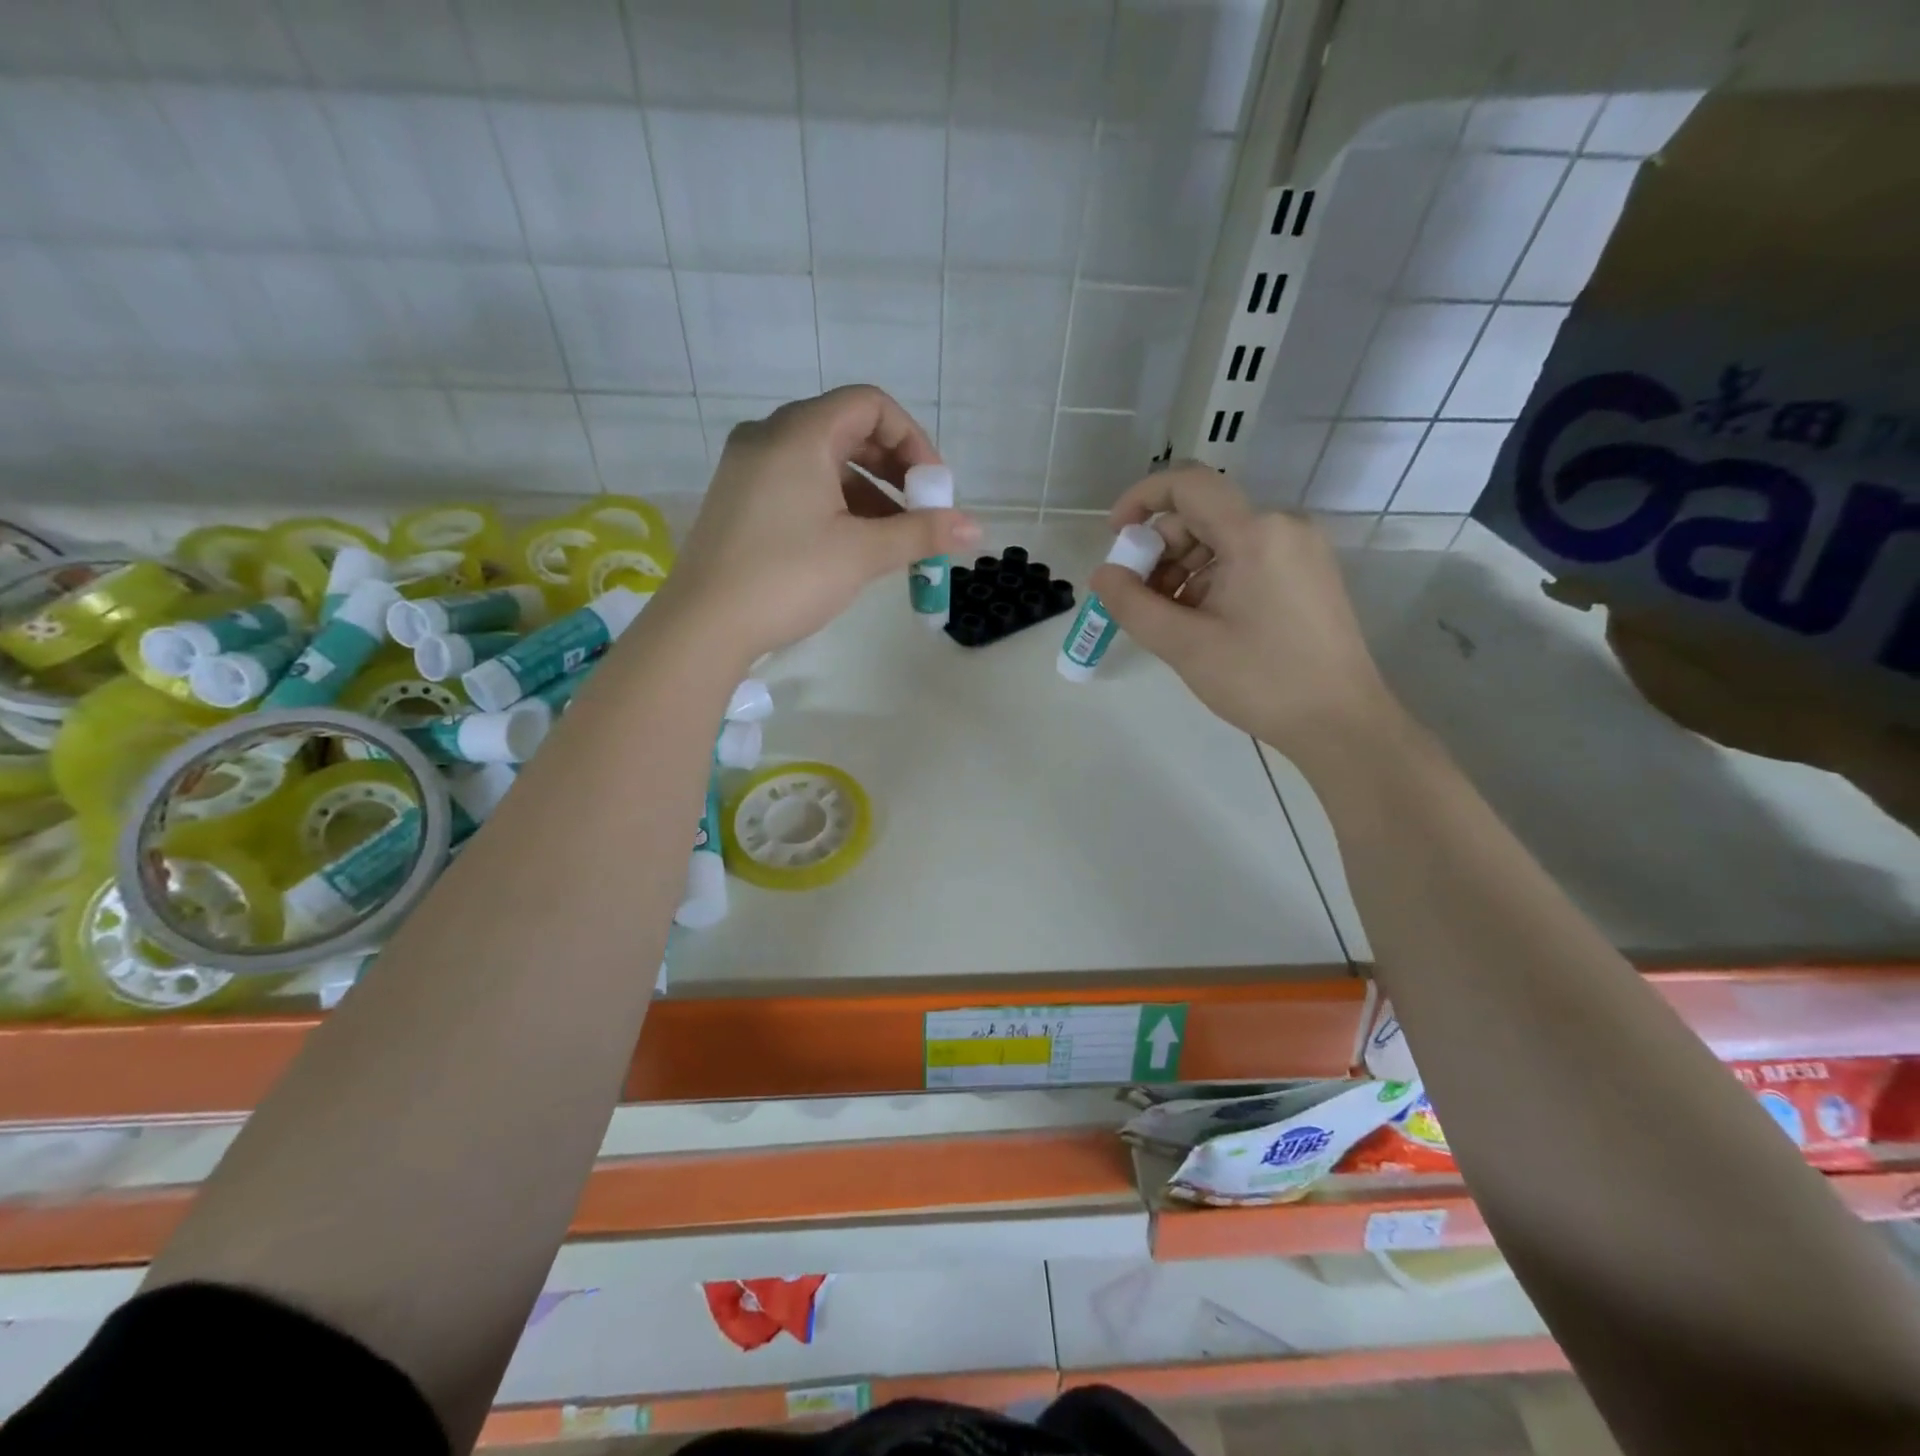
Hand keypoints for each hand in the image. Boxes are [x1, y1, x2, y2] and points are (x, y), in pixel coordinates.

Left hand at [653, 386, 979, 663]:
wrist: (703, 625)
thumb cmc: (787, 578)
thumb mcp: (862, 554)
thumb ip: (921, 533)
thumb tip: (977, 529)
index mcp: (799, 433)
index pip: (870, 404)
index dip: (912, 439)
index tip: (933, 487)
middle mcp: (769, 436)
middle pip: (847, 429)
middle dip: (894, 468)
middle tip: (920, 511)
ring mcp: (748, 467)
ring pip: (824, 460)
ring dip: (868, 491)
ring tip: (894, 537)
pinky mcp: (739, 499)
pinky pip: (799, 483)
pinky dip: (835, 503)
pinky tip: (854, 543)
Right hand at [1090, 467, 1394, 756]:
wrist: (1341, 723)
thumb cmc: (1261, 680)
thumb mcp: (1184, 645)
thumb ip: (1132, 604)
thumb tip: (1102, 574)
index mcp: (1256, 533)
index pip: (1188, 485)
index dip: (1141, 500)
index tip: (1114, 537)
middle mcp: (1283, 527)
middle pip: (1202, 516)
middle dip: (1160, 550)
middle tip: (1137, 599)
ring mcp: (1300, 551)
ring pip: (1222, 540)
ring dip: (1183, 570)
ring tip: (1168, 620)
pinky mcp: (1308, 575)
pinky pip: (1246, 559)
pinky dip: (1212, 580)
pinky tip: (1200, 623)